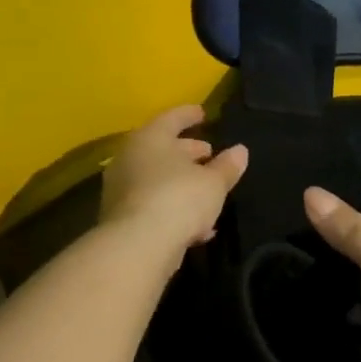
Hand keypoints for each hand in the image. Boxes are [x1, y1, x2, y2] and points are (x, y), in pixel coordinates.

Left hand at [100, 105, 247, 252]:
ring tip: (206, 190)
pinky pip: (152, 204)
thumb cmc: (178, 199)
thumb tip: (240, 151)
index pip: (172, 118)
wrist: (137, 247)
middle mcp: (130, 158)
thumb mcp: (213, 183)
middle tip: (209, 153)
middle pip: (162, 148)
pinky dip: (172, 207)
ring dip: (180, 182)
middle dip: (187, 151)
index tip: (203, 114)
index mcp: (151, 139)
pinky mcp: (121, 218)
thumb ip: (227, 166)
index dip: (190, 115)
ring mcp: (121, 189)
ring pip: (156, 178)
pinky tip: (195, 225)